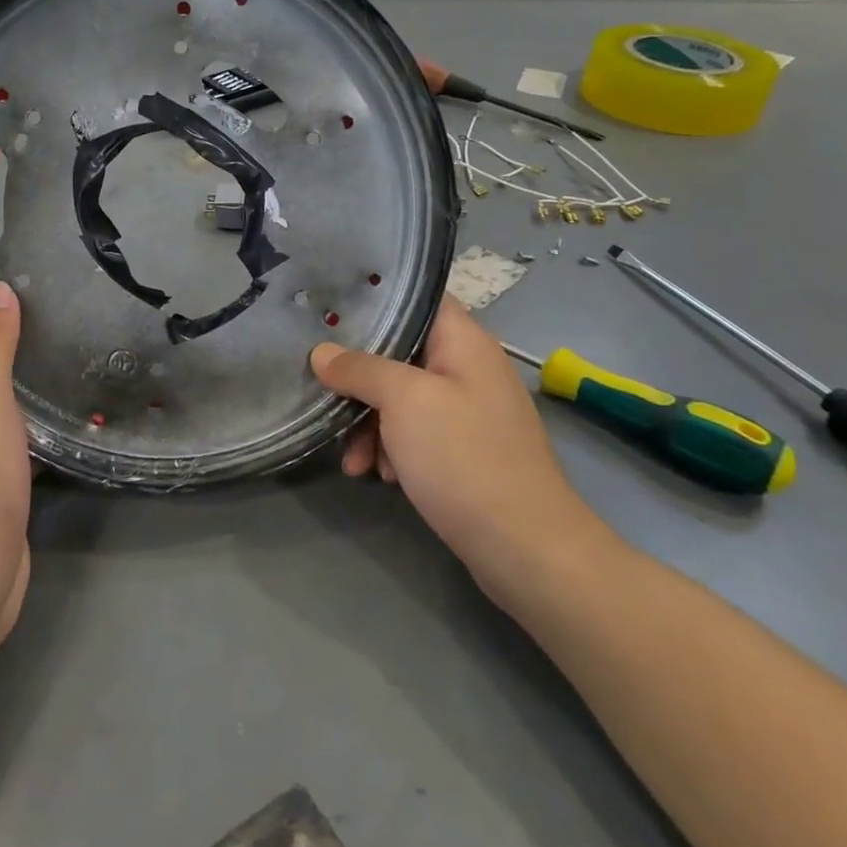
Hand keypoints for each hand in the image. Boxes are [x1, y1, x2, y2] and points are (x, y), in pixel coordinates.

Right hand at [311, 298, 610, 606]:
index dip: (375, 299)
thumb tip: (322, 353)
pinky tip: (378, 474)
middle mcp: (467, 369)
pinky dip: (391, 448)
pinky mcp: (462, 451)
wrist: (524, 548)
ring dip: (369, 423)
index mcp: (464, 342)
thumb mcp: (403, 401)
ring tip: (353, 459)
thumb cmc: (464, 457)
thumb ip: (359, 369)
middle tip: (325, 393)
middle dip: (359, 377)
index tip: (329, 309)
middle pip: (400, 353)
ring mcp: (466, 412)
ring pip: (400, 398)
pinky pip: (414, 433)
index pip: (418, 298)